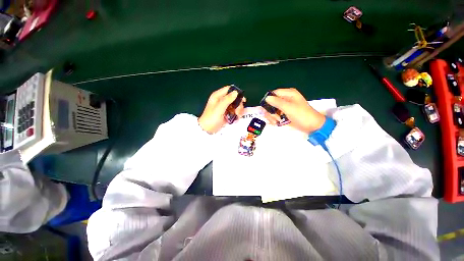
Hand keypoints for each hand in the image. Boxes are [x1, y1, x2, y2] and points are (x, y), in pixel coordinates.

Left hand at [198, 86, 245, 133]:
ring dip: (238, 110)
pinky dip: (236, 114)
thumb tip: (236, 92)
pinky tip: (236, 118)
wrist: (208, 130)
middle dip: (238, 104)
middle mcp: (221, 100)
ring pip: (235, 105)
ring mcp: (225, 107)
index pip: (229, 89)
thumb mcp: (219, 108)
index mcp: (218, 96)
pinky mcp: (227, 113)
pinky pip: (234, 111)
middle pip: (234, 98)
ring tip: (238, 116)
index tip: (242, 100)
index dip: (236, 93)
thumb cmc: (211, 118)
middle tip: (238, 111)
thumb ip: (227, 99)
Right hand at [262, 88, 325, 133]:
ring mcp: (284, 107)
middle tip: (275, 117)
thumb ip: (277, 102)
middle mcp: (285, 99)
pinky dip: (274, 120)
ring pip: (271, 110)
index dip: (269, 100)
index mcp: (288, 94)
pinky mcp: (283, 114)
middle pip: (271, 102)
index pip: (274, 93)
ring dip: (272, 117)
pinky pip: (274, 115)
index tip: (266, 108)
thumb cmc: (302, 115)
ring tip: (278, 121)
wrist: (312, 126)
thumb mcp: (289, 108)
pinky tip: (277, 123)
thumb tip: (266, 98)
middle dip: (271, 111)